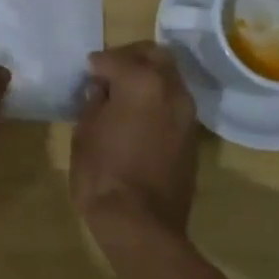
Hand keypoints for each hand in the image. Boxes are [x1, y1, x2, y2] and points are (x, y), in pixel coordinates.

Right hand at [70, 42, 199, 242]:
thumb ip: (95, 103)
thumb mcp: (85, 133)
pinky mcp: (192, 136)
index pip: (116, 58)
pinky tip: (138, 116)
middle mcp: (171, 90)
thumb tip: (101, 90)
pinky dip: (158, 99)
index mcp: (142, 82)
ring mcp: (187, 113)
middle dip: (131, 56)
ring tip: (124, 95)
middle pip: (155, 54)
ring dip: (149, 77)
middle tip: (109, 71)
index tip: (87, 72)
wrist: (141, 224)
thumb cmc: (103, 174)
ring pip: (170, 77)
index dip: (97, 64)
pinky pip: (175, 102)